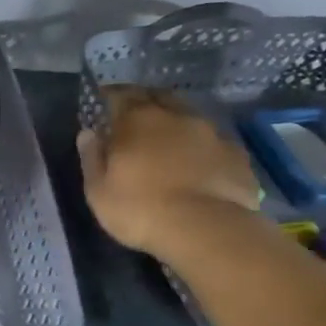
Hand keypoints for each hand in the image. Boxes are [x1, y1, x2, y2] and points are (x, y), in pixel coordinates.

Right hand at [78, 86, 258, 255]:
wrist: (206, 230)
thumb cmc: (140, 210)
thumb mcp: (99, 191)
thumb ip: (92, 158)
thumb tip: (88, 133)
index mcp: (137, 120)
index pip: (121, 95)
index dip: (111, 96)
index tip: (104, 102)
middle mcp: (176, 116)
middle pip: (159, 98)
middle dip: (146, 103)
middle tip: (136, 118)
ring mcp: (211, 133)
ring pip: (189, 118)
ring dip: (176, 125)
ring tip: (169, 142)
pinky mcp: (237, 154)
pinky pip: (213, 143)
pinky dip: (202, 148)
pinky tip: (199, 165)